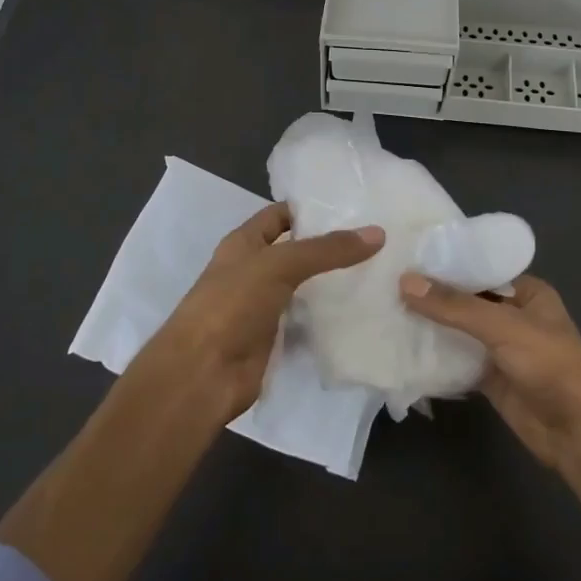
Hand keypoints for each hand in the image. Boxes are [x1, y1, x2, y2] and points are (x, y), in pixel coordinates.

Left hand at [146, 203, 383, 420]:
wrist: (202, 373)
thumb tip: (377, 233)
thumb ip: (326, 249)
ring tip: (378, 271)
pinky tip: (361, 310)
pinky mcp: (274, 338)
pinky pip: (306, 320)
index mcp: (243, 243)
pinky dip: (328, 317)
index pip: (279, 215)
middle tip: (375, 240)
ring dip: (332, 282)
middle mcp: (252, 270)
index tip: (352, 207)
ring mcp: (262, 306)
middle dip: (329, 246)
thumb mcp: (279, 265)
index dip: (309, 209)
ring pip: (304, 287)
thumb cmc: (232, 305)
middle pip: (296, 251)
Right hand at [400, 272, 580, 471]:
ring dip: (429, 324)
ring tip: (384, 306)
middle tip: (386, 280)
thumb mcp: (502, 326)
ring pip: (458, 331)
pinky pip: (456, 360)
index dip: (446, 262)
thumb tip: (405, 281)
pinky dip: (434, 355)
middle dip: (432, 294)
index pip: (479, 268)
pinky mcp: (489, 378)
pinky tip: (401, 345)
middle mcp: (512, 315)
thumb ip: (454, 306)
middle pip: (465, 300)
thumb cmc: (550, 364)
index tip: (406, 254)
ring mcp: (500, 348)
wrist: (579, 433)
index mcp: (526, 292)